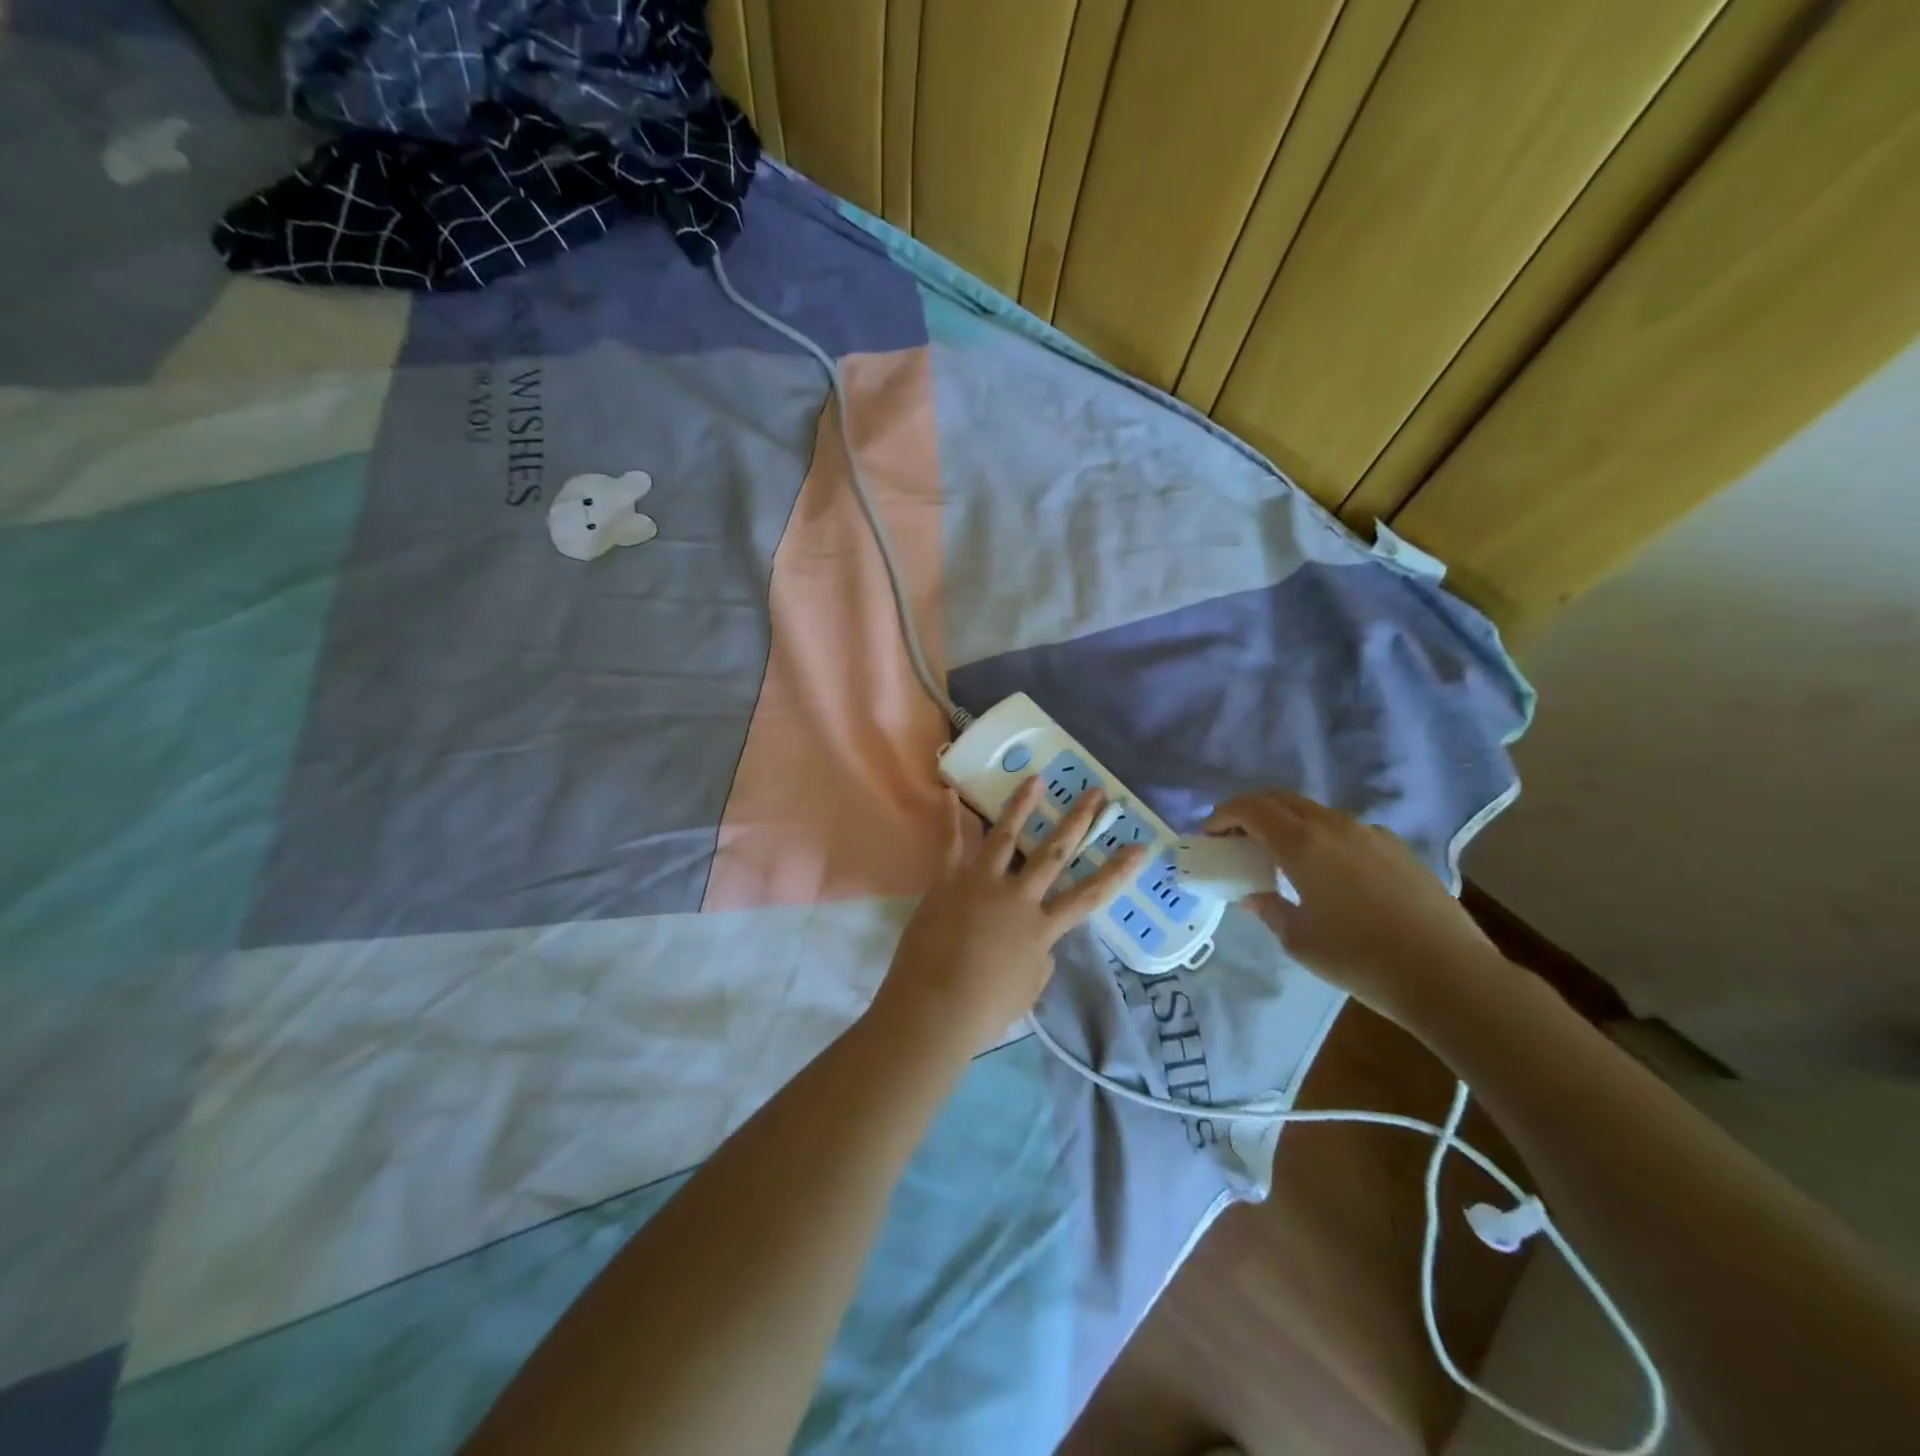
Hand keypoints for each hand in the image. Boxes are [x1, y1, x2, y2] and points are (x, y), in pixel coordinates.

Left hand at [872, 779, 1148, 1053]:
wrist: (933, 1010)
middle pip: (1053, 852)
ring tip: (1037, 778)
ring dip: (1022, 805)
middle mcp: (1017, 897)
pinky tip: (949, 792)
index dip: (1117, 871)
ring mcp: (980, 884)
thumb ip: (1040, 957)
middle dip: (1077, 820)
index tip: (1140, 846)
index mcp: (1041, 928)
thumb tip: (1040, 941)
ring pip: (1005, 836)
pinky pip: (950, 844)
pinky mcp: (947, 881)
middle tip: (1096, 793)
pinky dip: (950, 818)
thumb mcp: (1029, 989)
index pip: (1089, 895)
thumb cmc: (985, 1010)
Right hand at [1205, 790, 1494, 1018]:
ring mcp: (1370, 833)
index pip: (1251, 808)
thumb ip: (1269, 909)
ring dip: (1287, 823)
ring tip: (1280, 857)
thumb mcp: (1299, 940)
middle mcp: (1334, 826)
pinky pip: (1345, 830)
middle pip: (1282, 800)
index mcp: (1303, 844)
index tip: (1210, 834)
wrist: (1449, 975)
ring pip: (1315, 812)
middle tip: (1236, 838)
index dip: (1224, 815)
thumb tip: (1254, 896)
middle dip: (1252, 812)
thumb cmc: (1361, 959)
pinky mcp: (1397, 848)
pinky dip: (1321, 837)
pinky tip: (1329, 873)